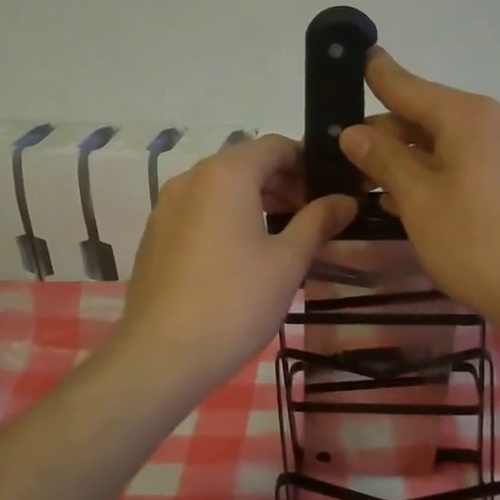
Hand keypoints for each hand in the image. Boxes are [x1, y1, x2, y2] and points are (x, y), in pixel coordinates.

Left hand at [117, 135, 356, 387]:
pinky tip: (243, 255)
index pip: (275, 145)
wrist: (160, 354)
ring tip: (285, 236)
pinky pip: (199, 210)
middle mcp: (191, 178)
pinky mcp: (155, 234)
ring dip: (255, 200)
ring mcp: (166, 205)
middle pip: (246, 164)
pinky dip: (226, 217)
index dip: (308, 161)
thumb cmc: (234, 302)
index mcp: (226, 174)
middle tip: (315, 217)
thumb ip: (317, 222)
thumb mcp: (287, 261)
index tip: (331, 189)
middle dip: (283, 183)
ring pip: (220, 188)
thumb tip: (345, 200)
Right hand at [339, 49, 499, 335]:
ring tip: (371, 183)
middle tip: (346, 156)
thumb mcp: (418, 200)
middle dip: (386, 134)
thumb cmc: (478, 243)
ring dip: (410, 159)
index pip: (408, 85)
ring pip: (449, 143)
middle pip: (428, 116)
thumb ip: (384, 159)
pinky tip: (413, 200)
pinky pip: (471, 163)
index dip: (377, 74)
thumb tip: (354, 132)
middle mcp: (497, 121)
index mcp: (469, 116)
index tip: (357, 57)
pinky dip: (439, 174)